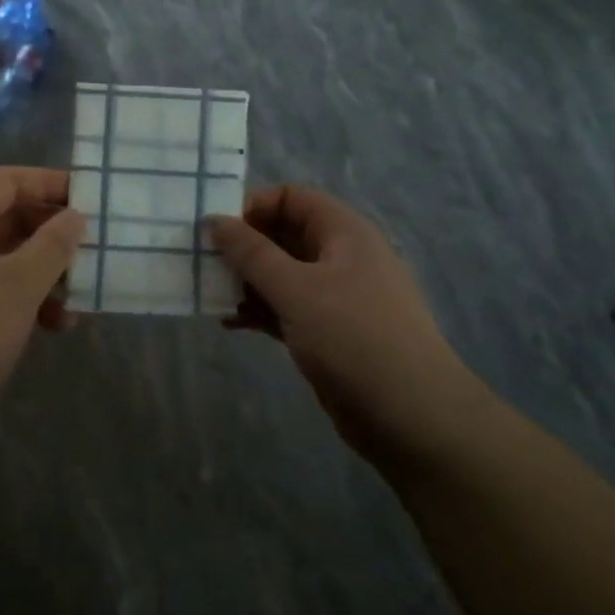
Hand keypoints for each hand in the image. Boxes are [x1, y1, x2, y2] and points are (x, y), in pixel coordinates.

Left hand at [0, 168, 85, 427]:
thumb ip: (52, 245)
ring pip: (9, 257)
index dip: (47, 182)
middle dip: (53, 230)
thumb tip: (75, 216)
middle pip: (8, 216)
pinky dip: (30, 300)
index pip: (5, 180)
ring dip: (47, 270)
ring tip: (82, 292)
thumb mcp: (18, 285)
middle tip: (93, 245)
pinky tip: (58, 324)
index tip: (89, 197)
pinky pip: (0, 290)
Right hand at [210, 186, 486, 470]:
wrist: (410, 415)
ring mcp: (335, 296)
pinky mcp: (327, 332)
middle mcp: (340, 257)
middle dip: (243, 247)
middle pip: (283, 235)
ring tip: (211, 295)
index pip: (291, 198)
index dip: (252, 206)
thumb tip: (213, 219)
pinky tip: (231, 322)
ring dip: (246, 282)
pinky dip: (259, 311)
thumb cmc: (353, 337)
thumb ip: (251, 253)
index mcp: (343, 232)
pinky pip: (285, 308)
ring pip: (281, 275)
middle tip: (203, 263)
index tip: (217, 230)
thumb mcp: (296, 289)